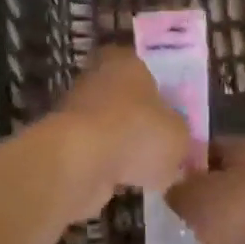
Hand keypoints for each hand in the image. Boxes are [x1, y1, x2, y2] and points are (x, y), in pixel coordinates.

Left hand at [47, 47, 189, 220]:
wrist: (79, 163)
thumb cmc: (136, 133)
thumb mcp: (179, 136)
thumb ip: (181, 136)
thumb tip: (176, 145)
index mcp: (127, 61)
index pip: (149, 69)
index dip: (165, 93)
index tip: (177, 117)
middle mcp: (97, 77)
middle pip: (129, 100)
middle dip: (145, 123)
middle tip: (166, 147)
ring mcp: (76, 109)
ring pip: (111, 127)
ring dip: (125, 147)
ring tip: (147, 171)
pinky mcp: (63, 141)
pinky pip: (96, 152)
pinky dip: (107, 165)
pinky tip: (124, 182)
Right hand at [167, 135, 244, 243]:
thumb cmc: (236, 212)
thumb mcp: (191, 195)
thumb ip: (177, 189)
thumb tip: (173, 190)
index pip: (211, 146)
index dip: (187, 162)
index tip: (168, 180)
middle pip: (226, 182)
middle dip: (203, 198)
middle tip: (177, 211)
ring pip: (237, 214)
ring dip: (218, 227)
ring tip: (191, 240)